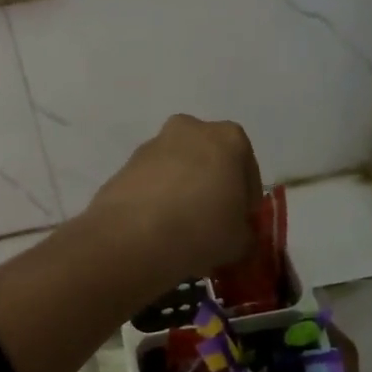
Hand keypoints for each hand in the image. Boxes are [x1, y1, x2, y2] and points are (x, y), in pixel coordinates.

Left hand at [80, 115, 261, 289]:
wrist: (132, 238)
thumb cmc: (201, 230)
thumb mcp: (240, 241)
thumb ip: (244, 232)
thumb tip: (237, 235)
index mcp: (228, 138)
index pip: (247, 170)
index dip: (246, 201)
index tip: (240, 224)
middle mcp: (189, 130)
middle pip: (209, 161)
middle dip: (212, 188)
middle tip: (212, 224)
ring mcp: (152, 145)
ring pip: (177, 169)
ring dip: (182, 192)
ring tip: (181, 231)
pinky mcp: (124, 166)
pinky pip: (150, 183)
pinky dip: (156, 200)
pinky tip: (156, 230)